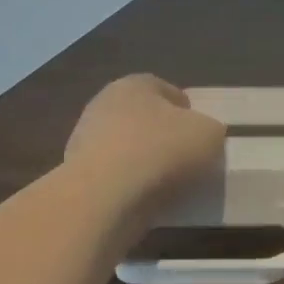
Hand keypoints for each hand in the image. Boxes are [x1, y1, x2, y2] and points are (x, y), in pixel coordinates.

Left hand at [64, 75, 225, 205]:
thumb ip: (209, 130)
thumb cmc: (160, 151)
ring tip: (167, 186)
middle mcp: (104, 104)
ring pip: (126, 148)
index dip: (188, 111)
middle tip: (186, 159)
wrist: (103, 198)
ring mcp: (84, 140)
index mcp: (135, 84)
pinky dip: (127, 186)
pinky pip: (112, 176)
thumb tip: (202, 136)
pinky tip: (143, 200)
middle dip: (162, 136)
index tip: (200, 135)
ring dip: (144, 162)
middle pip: (143, 118)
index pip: (167, 90)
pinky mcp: (74, 175)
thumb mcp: (209, 134)